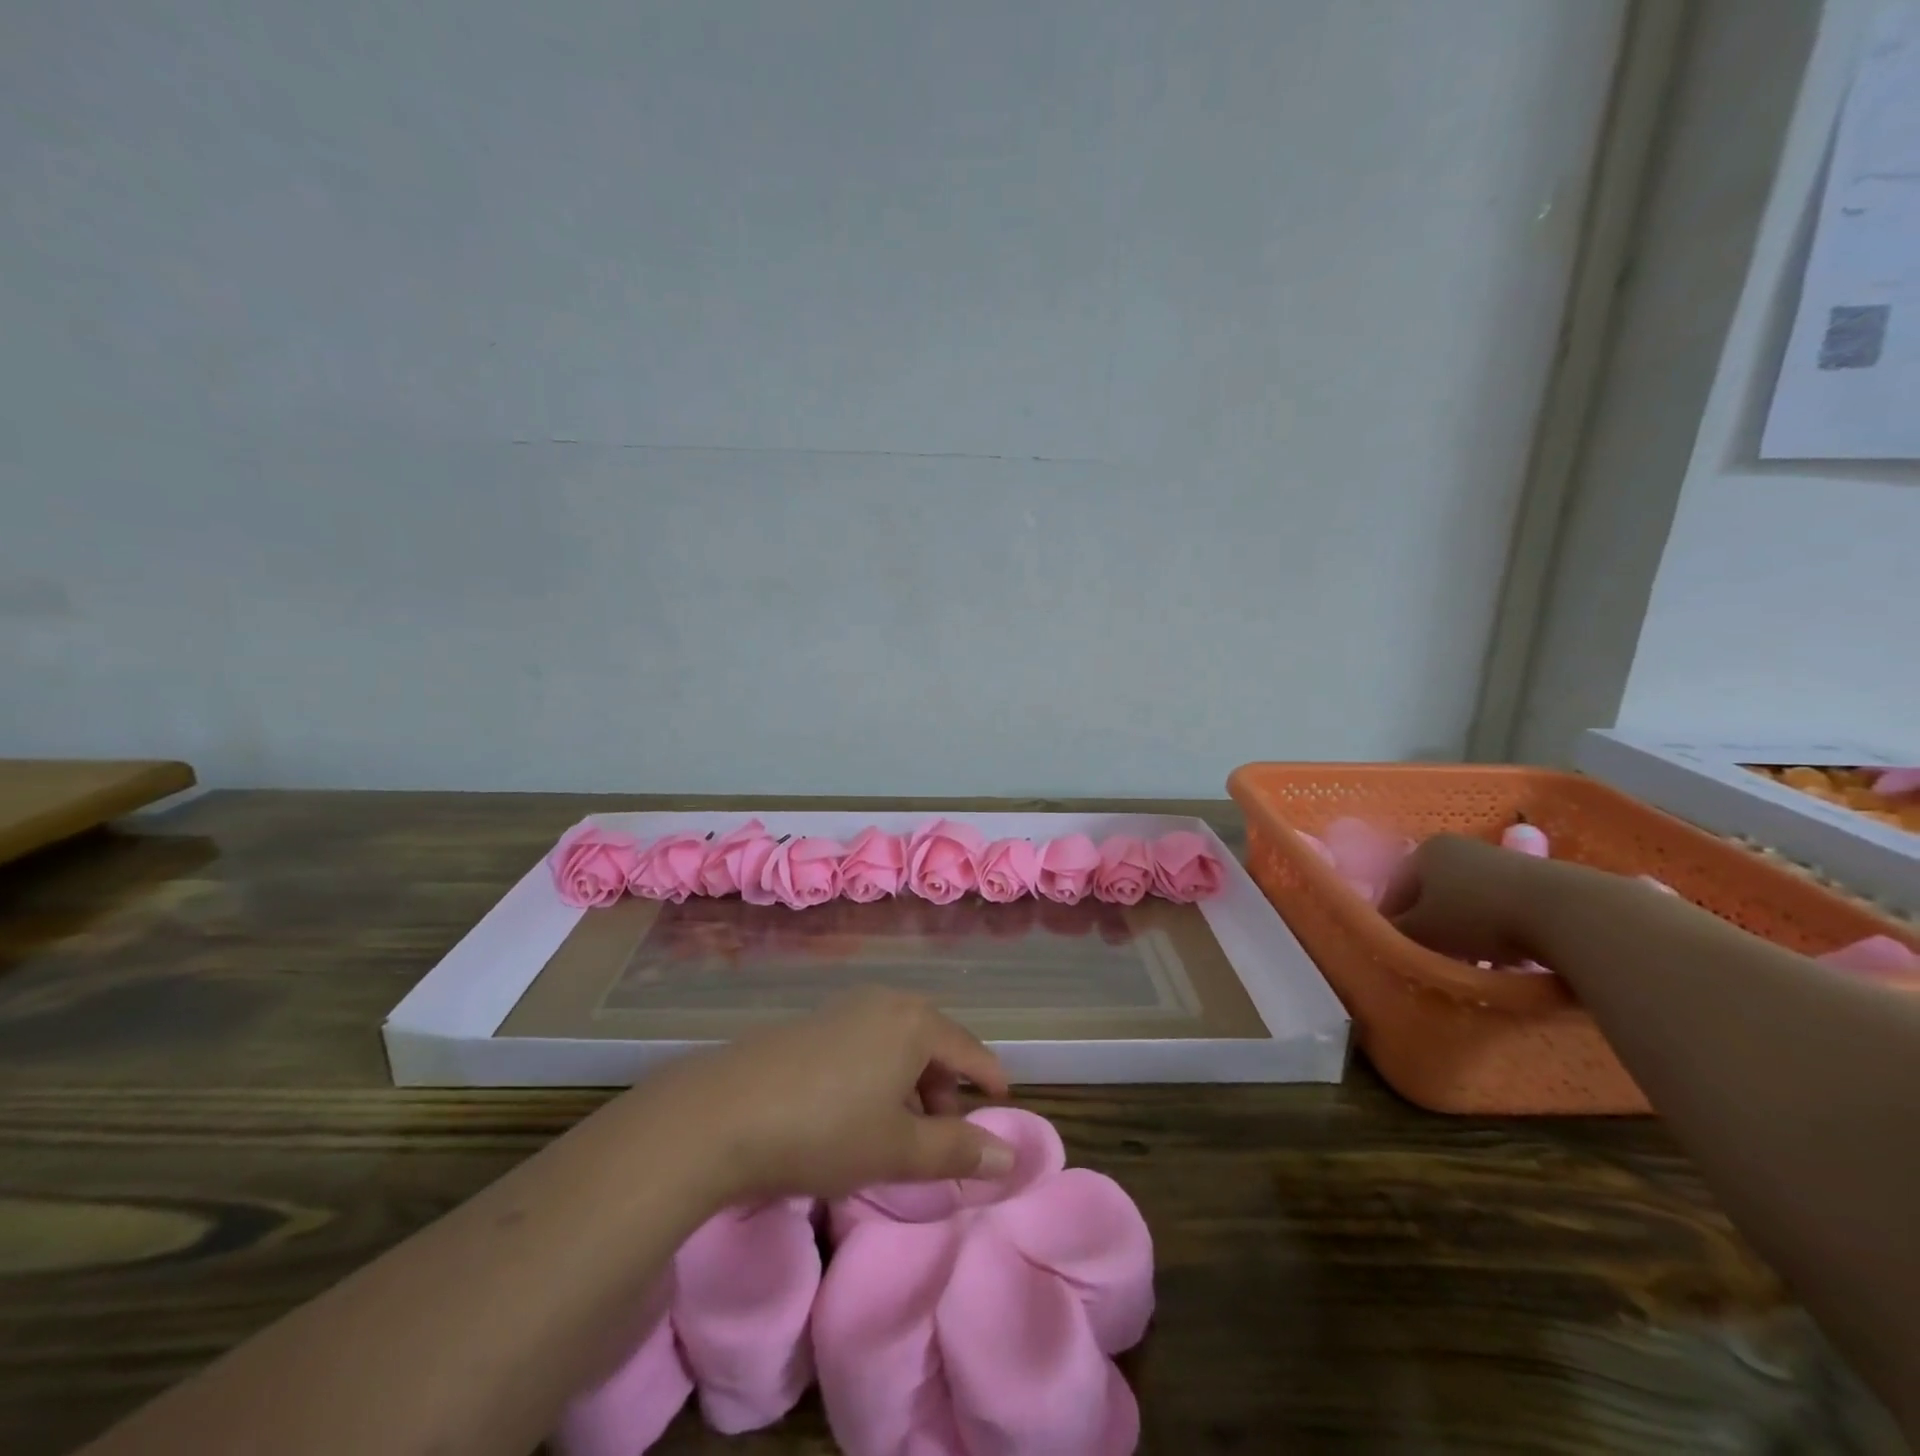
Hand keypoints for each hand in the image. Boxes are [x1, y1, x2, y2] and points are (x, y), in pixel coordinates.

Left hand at [633, 987, 1013, 1205]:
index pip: (968, 1049)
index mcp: (914, 1023)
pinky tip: (856, 1108)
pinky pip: (865, 1041)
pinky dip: (878, 1071)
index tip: (1003, 1099)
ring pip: (896, 1041)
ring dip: (910, 1080)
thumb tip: (1010, 1153)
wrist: (722, 1113)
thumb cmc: (825, 1130)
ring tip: (899, 1127)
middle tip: (944, 1130)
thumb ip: (957, 1150)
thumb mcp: (898, 1149)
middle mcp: (883, 1002)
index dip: (988, 1077)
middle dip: (945, 1085)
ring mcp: (843, 1007)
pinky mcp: (811, 1022)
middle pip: (932, 1040)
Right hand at [1380, 833, 1555, 965]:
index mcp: (1425, 851)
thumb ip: (1396, 934)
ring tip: (1472, 965)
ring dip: (1464, 933)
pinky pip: (1501, 910)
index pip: (1394, 890)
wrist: (1566, 912)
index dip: (1391, 924)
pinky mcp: (1536, 880)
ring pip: (1467, 904)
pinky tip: (1505, 959)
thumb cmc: (1477, 916)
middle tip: (1434, 960)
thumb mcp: (1423, 931)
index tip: (1398, 953)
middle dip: (1431, 928)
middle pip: (1432, 895)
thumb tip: (1386, 940)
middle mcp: (1459, 847)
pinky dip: (1497, 933)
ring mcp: (1500, 860)